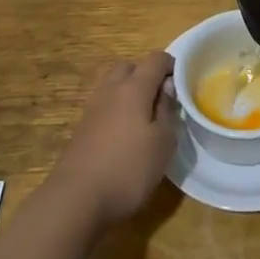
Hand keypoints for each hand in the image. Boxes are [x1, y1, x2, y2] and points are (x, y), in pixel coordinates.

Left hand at [49, 52, 179, 227]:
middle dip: (146, 74)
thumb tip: (168, 86)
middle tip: (162, 98)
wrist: (76, 199)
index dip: (171, 65)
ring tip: (144, 117)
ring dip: (129, 91)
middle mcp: (111, 90)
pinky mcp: (82, 128)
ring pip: (113, 85)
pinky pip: (103, 105)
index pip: (155, 59)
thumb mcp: (163, 143)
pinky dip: (116, 109)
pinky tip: (125, 134)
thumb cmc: (128, 169)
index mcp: (134, 88)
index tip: (183, 82)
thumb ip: (167, 110)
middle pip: (129, 67)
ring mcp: (92, 108)